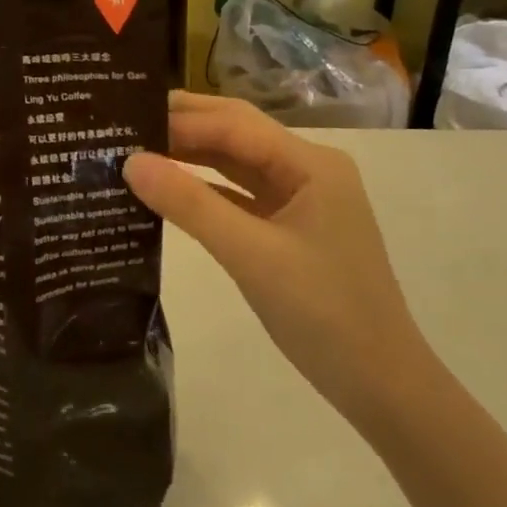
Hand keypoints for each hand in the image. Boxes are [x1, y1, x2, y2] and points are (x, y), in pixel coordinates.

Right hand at [123, 92, 433, 428]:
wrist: (382, 387)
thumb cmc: (324, 315)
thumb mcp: (251, 256)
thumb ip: (190, 205)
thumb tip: (130, 162)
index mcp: (310, 163)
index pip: (234, 124)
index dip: (179, 120)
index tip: (126, 119)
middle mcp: (307, 169)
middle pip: (236, 133)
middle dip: (183, 125)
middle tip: (124, 123)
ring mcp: (300, 198)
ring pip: (235, 162)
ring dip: (190, 155)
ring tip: (136, 149)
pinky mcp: (289, 227)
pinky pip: (239, 195)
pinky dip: (204, 189)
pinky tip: (167, 189)